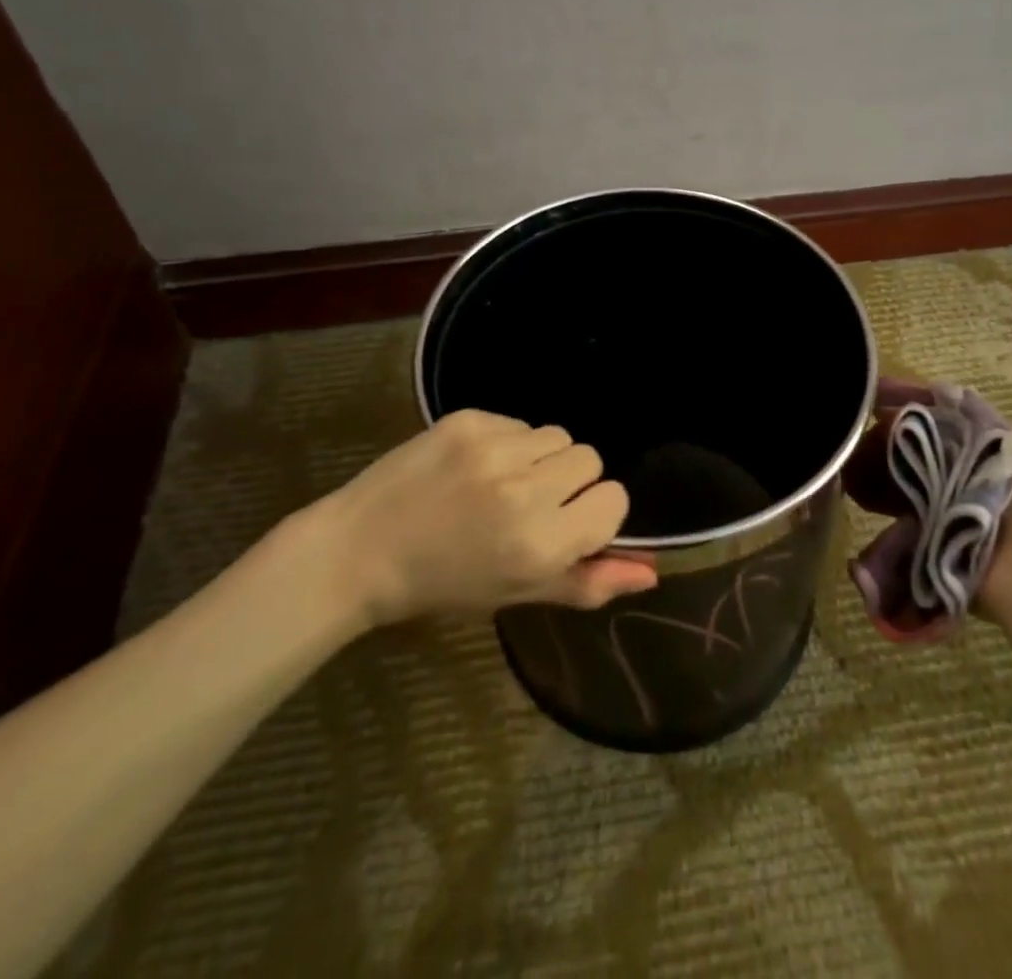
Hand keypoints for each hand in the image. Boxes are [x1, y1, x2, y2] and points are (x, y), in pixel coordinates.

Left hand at [328, 410, 658, 625]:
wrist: (361, 550)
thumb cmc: (443, 584)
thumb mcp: (518, 593)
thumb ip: (589, 583)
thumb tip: (651, 572)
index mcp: (541, 544)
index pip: (614, 500)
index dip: (594, 513)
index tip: (564, 525)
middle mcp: (525, 490)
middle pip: (590, 459)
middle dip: (569, 481)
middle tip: (529, 504)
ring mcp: (494, 448)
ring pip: (557, 435)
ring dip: (541, 457)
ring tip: (501, 483)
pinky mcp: (469, 419)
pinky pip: (519, 422)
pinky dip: (509, 442)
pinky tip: (475, 466)